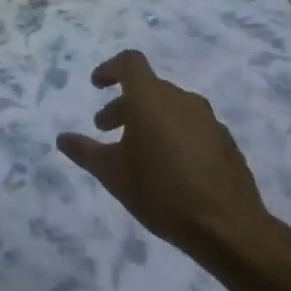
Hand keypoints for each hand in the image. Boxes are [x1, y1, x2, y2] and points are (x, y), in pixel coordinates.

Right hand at [56, 50, 271, 264]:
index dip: (110, 69)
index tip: (97, 86)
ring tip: (136, 151)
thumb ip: (85, 151)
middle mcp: (182, 100)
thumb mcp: (111, 173)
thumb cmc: (160, 191)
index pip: (130, 62)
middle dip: (124, 104)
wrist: (228, 228)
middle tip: (105, 129)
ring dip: (148, 120)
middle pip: (148, 88)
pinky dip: (173, 135)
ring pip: (171, 107)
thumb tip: (63, 139)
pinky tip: (168, 167)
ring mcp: (208, 121)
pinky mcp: (226, 142)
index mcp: (151, 99)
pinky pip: (191, 127)